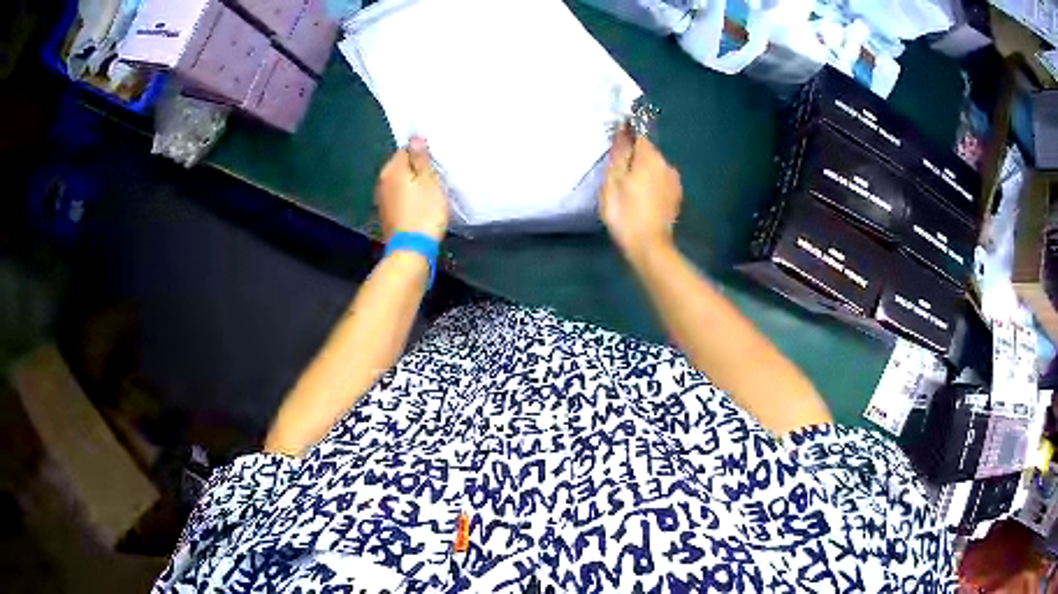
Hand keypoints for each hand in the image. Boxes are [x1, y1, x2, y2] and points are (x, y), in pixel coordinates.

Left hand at [375, 136, 448, 241]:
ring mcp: (382, 199)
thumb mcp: (429, 181)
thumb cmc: (424, 212)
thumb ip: (421, 158)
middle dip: (416, 169)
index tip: (435, 163)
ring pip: (399, 182)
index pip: (405, 149)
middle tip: (435, 176)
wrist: (412, 249)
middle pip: (401, 166)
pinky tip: (419, 205)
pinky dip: (408, 197)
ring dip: (412, 184)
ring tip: (429, 191)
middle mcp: (382, 181)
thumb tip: (415, 137)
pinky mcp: (386, 214)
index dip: (421, 153)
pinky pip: (398, 197)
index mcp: (391, 169)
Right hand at [599, 127, 681, 262]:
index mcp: (650, 158)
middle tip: (619, 178)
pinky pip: (661, 183)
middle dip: (634, 160)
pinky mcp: (677, 197)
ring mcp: (675, 182)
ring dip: (644, 174)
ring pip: (655, 169)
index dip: (626, 142)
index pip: (638, 137)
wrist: (649, 247)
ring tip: (630, 192)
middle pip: (648, 153)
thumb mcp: (613, 181)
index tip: (615, 156)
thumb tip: (622, 130)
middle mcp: (667, 165)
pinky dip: (652, 186)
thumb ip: (619, 153)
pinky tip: (643, 201)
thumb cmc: (625, 213)